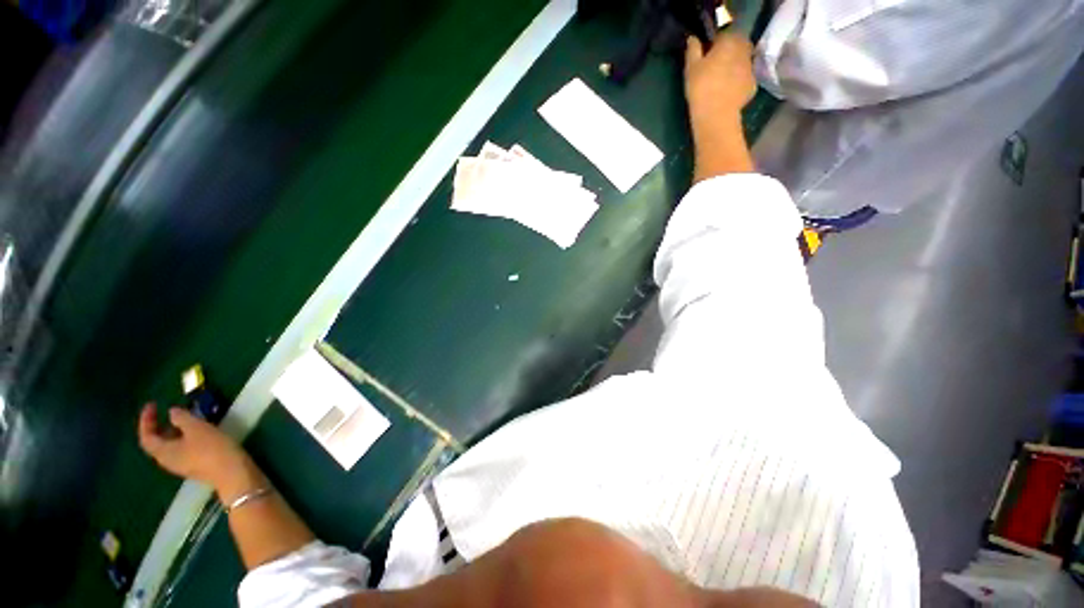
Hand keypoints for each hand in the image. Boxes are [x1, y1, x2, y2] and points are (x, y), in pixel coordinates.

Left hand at [138, 403, 253, 493]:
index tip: (153, 404)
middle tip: (168, 410)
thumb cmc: (211, 449)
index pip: (146, 436)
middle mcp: (167, 460)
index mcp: (163, 452)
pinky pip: (183, 449)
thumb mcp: (197, 428)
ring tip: (186, 418)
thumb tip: (172, 412)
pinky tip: (198, 431)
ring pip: (171, 445)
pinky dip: (184, 437)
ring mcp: (182, 464)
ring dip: (174, 431)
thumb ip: (182, 418)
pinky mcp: (195, 465)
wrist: (232, 472)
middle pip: (157, 442)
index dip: (146, 420)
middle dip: (160, 425)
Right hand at [684, 33, 756, 125]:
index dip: (717, 41)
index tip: (708, 52)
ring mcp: (751, 68)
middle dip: (730, 51)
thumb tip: (693, 38)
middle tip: (717, 64)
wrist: (716, 115)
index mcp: (729, 42)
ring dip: (736, 66)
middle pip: (739, 45)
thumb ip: (693, 50)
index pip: (725, 34)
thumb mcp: (691, 68)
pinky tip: (729, 91)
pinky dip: (739, 81)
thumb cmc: (701, 88)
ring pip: (743, 61)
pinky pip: (745, 78)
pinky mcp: (752, 85)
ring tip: (723, 79)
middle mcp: (744, 51)